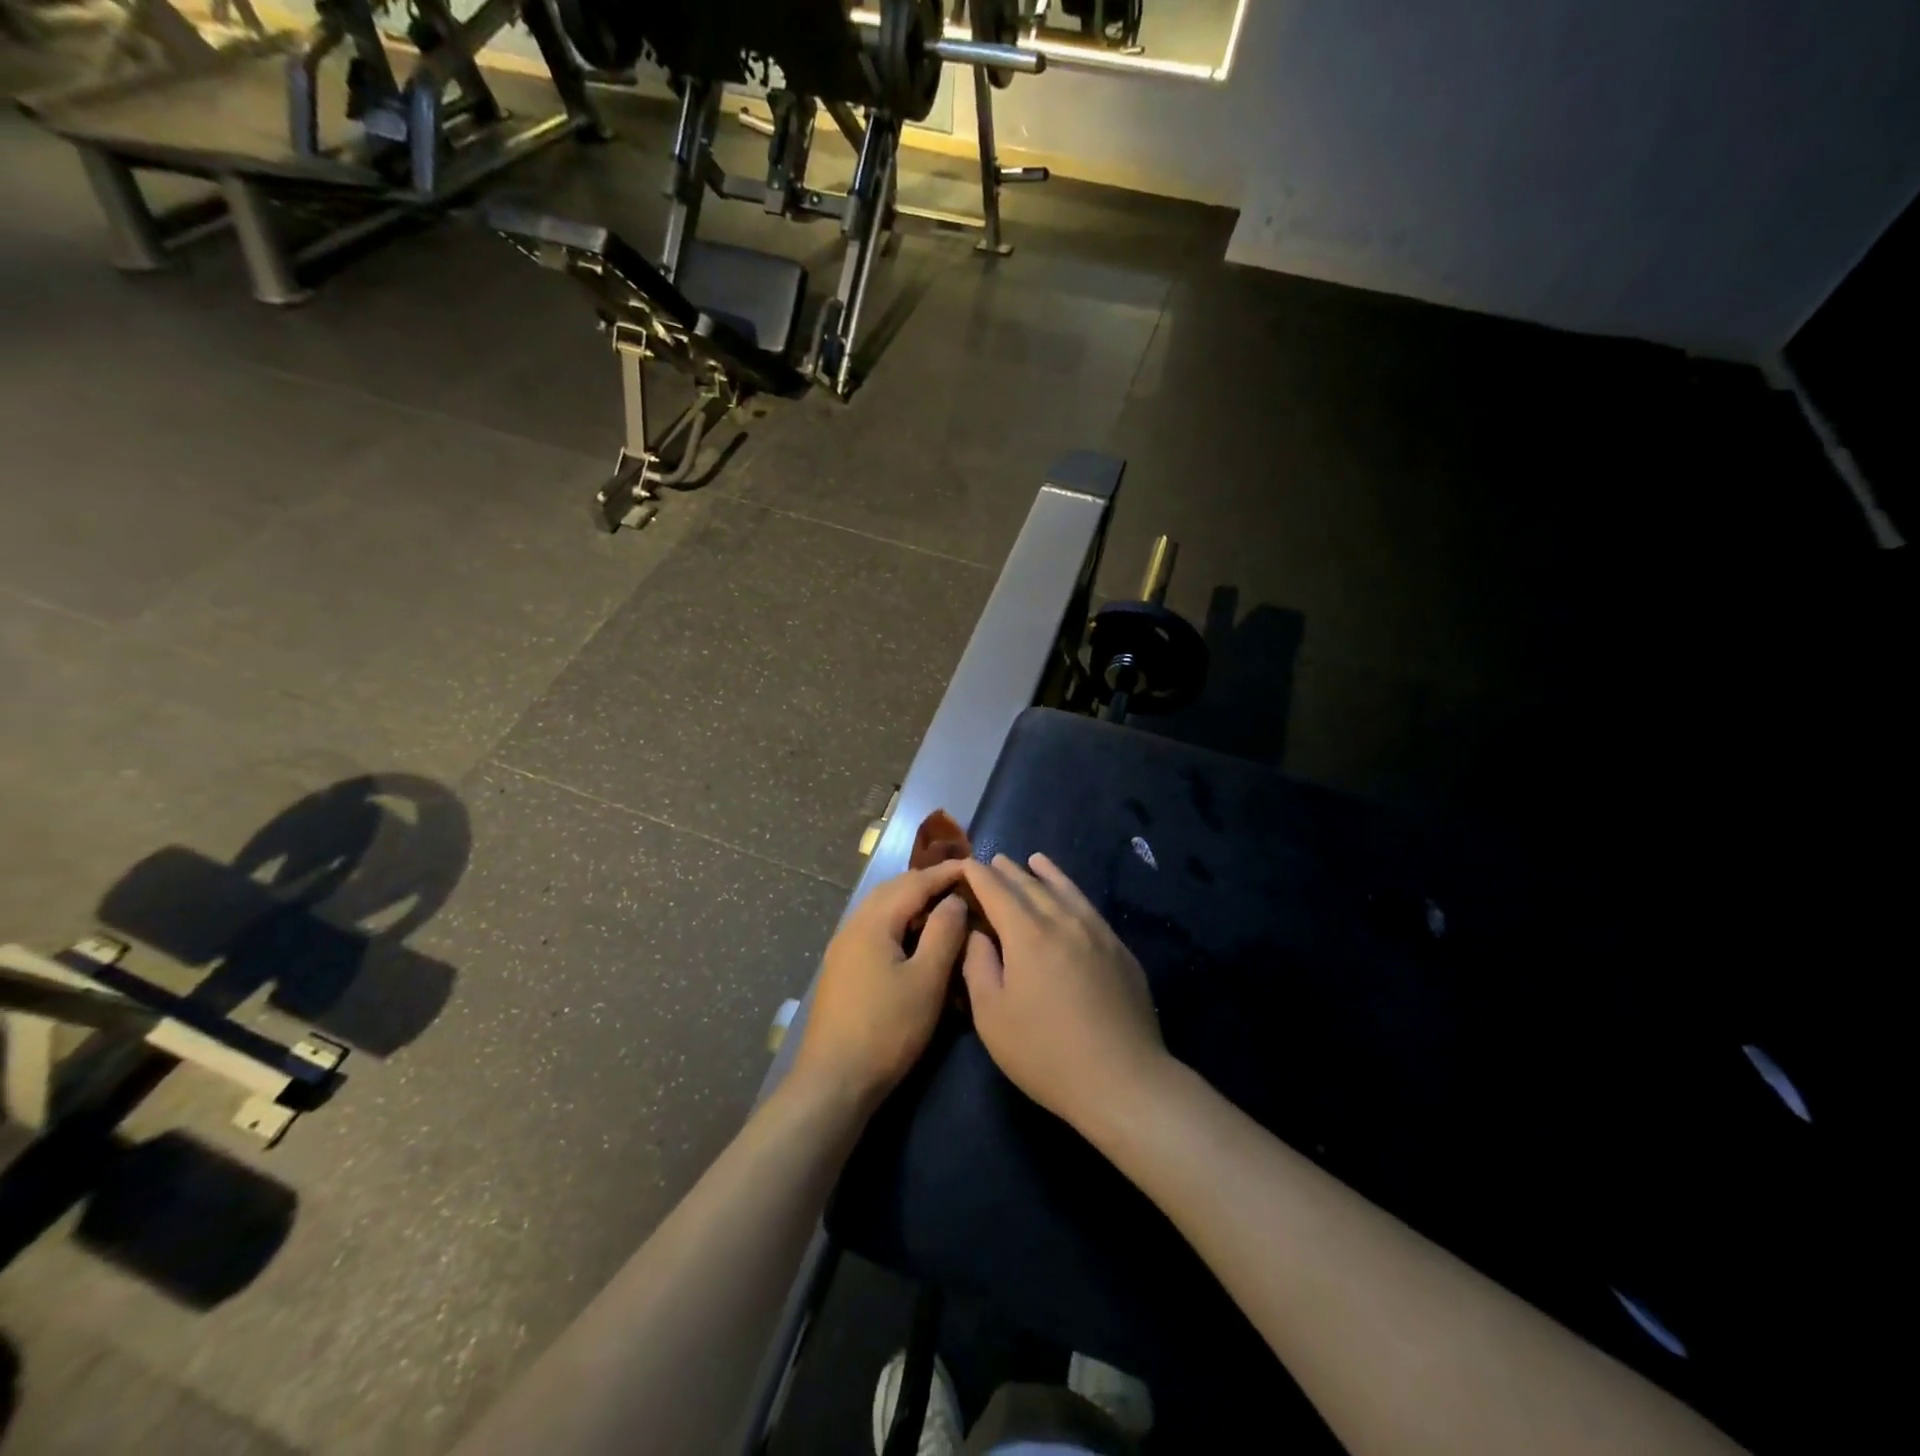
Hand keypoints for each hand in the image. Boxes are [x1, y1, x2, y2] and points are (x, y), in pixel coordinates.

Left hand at [791, 861, 970, 1111]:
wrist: (834, 1081)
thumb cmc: (887, 1029)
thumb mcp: (926, 980)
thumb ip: (943, 933)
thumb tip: (954, 899)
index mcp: (873, 922)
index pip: (915, 882)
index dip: (946, 873)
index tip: (975, 866)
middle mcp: (853, 925)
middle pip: (893, 889)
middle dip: (927, 882)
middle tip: (961, 885)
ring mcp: (843, 948)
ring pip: (882, 909)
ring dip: (912, 902)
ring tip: (944, 908)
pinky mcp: (842, 968)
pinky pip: (875, 928)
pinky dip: (899, 922)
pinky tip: (915, 940)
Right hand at [961, 853, 1167, 1135]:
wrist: (1123, 1079)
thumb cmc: (1045, 1052)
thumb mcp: (992, 1016)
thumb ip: (978, 965)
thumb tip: (978, 933)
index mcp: (1027, 933)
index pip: (995, 890)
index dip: (976, 875)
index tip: (963, 866)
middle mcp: (1062, 920)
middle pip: (1030, 884)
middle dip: (1007, 871)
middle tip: (992, 861)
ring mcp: (1096, 931)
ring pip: (1065, 889)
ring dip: (1044, 873)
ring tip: (1033, 859)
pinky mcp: (1119, 948)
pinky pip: (1088, 906)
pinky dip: (1072, 891)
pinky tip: (1070, 894)